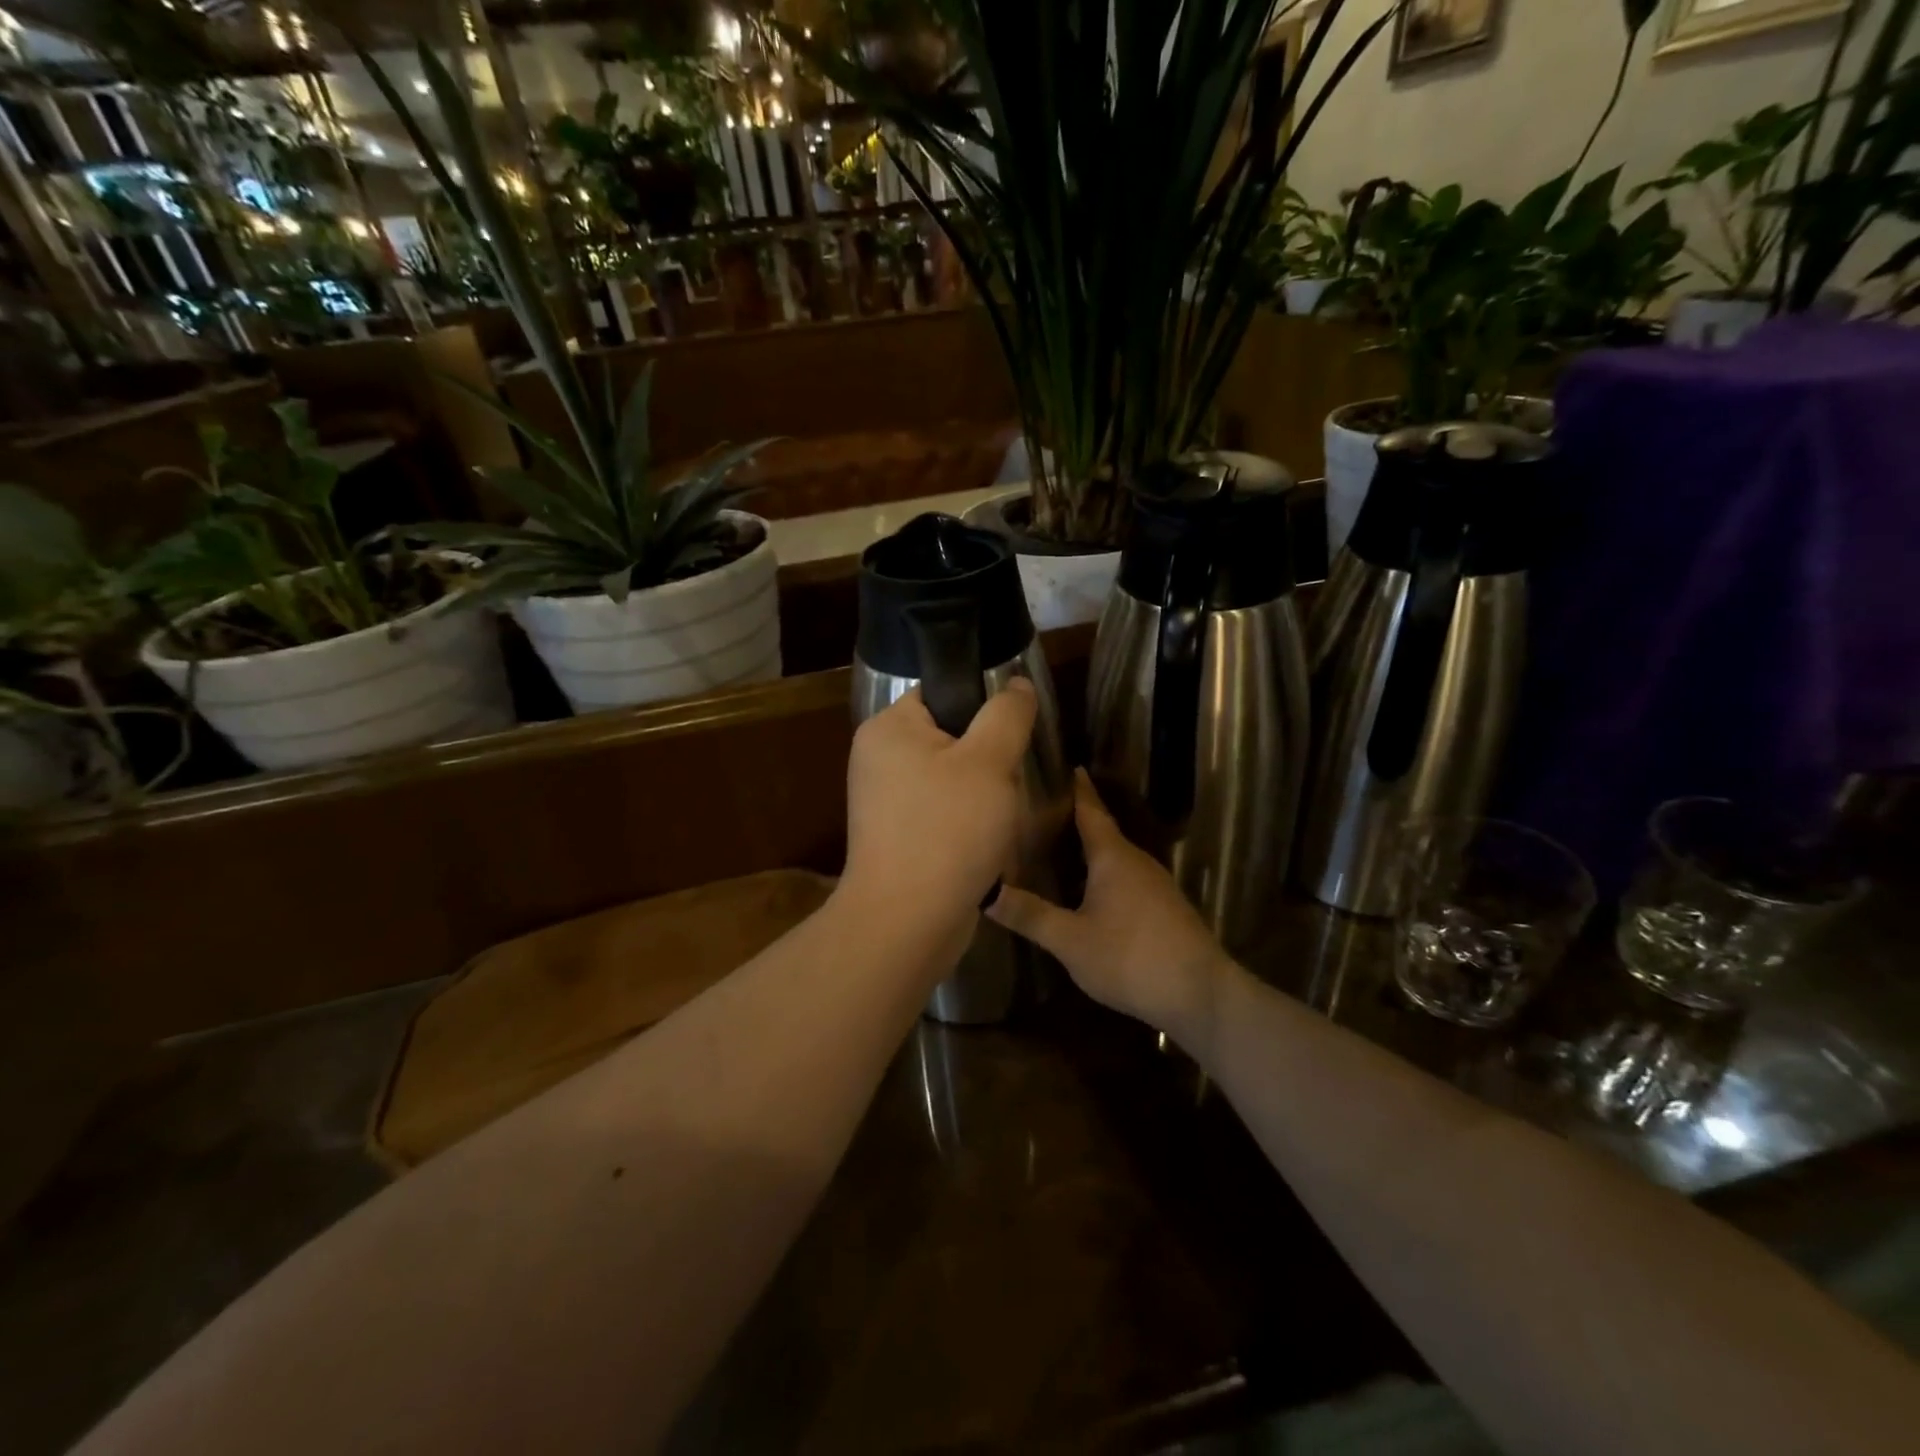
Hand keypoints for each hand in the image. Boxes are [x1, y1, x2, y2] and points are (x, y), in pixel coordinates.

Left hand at [841, 680, 1037, 945]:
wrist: (908, 922)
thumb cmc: (948, 830)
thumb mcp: (990, 761)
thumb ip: (1007, 714)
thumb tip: (1017, 684)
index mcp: (888, 729)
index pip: (941, 694)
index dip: (982, 709)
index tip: (1011, 736)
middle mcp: (877, 759)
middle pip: (949, 738)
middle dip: (987, 759)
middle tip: (1008, 782)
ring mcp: (884, 803)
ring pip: (950, 780)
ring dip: (981, 795)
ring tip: (999, 817)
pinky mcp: (896, 838)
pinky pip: (941, 814)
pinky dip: (964, 824)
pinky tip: (983, 843)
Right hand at [989, 769, 1230, 1048]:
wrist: (1200, 994)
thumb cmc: (1130, 958)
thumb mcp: (1070, 940)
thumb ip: (1029, 914)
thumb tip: (985, 890)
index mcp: (1113, 856)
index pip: (1090, 810)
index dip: (1077, 788)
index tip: (1065, 764)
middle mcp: (1136, 861)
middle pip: (1102, 830)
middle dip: (1075, 817)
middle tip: (1041, 809)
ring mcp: (1154, 884)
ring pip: (1114, 856)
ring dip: (1089, 847)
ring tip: (1057, 844)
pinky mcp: (1163, 907)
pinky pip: (1125, 876)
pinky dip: (1102, 871)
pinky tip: (1087, 888)